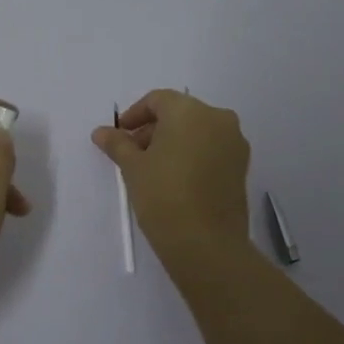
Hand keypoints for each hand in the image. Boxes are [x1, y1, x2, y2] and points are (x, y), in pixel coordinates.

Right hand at [93, 89, 250, 266]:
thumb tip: (101, 132)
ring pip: (198, 131)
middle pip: (180, 113)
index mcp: (190, 111)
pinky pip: (212, 149)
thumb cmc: (163, 195)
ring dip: (173, 142)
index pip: (158, 100)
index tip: (120, 136)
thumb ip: (118, 143)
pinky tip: (175, 179)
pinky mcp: (242, 167)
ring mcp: (235, 143)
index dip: (135, 115)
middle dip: (154, 129)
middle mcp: (218, 119)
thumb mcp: (133, 167)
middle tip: (132, 154)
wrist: (205, 243)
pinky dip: (192, 155)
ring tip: (152, 169)